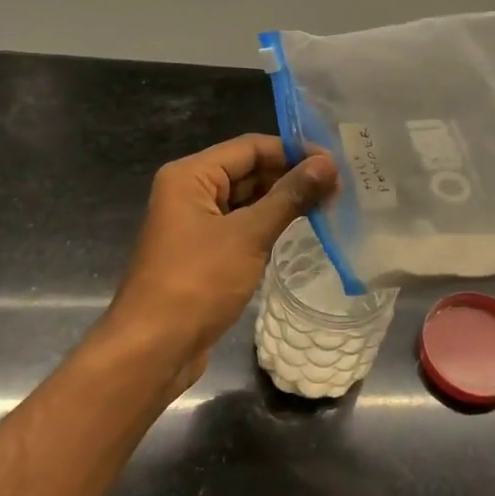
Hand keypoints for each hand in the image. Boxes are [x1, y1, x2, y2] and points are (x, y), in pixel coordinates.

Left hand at [103, 134, 336, 385]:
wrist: (153, 348)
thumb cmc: (197, 282)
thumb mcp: (248, 235)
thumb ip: (289, 196)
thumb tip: (327, 164)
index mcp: (190, 176)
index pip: (250, 147)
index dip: (293, 151)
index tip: (336, 162)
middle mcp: (190, 192)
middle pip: (248, 171)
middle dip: (292, 176)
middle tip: (340, 186)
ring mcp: (196, 224)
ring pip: (247, 200)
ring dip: (284, 201)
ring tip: (331, 204)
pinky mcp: (204, 252)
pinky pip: (242, 226)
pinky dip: (270, 224)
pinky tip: (303, 229)